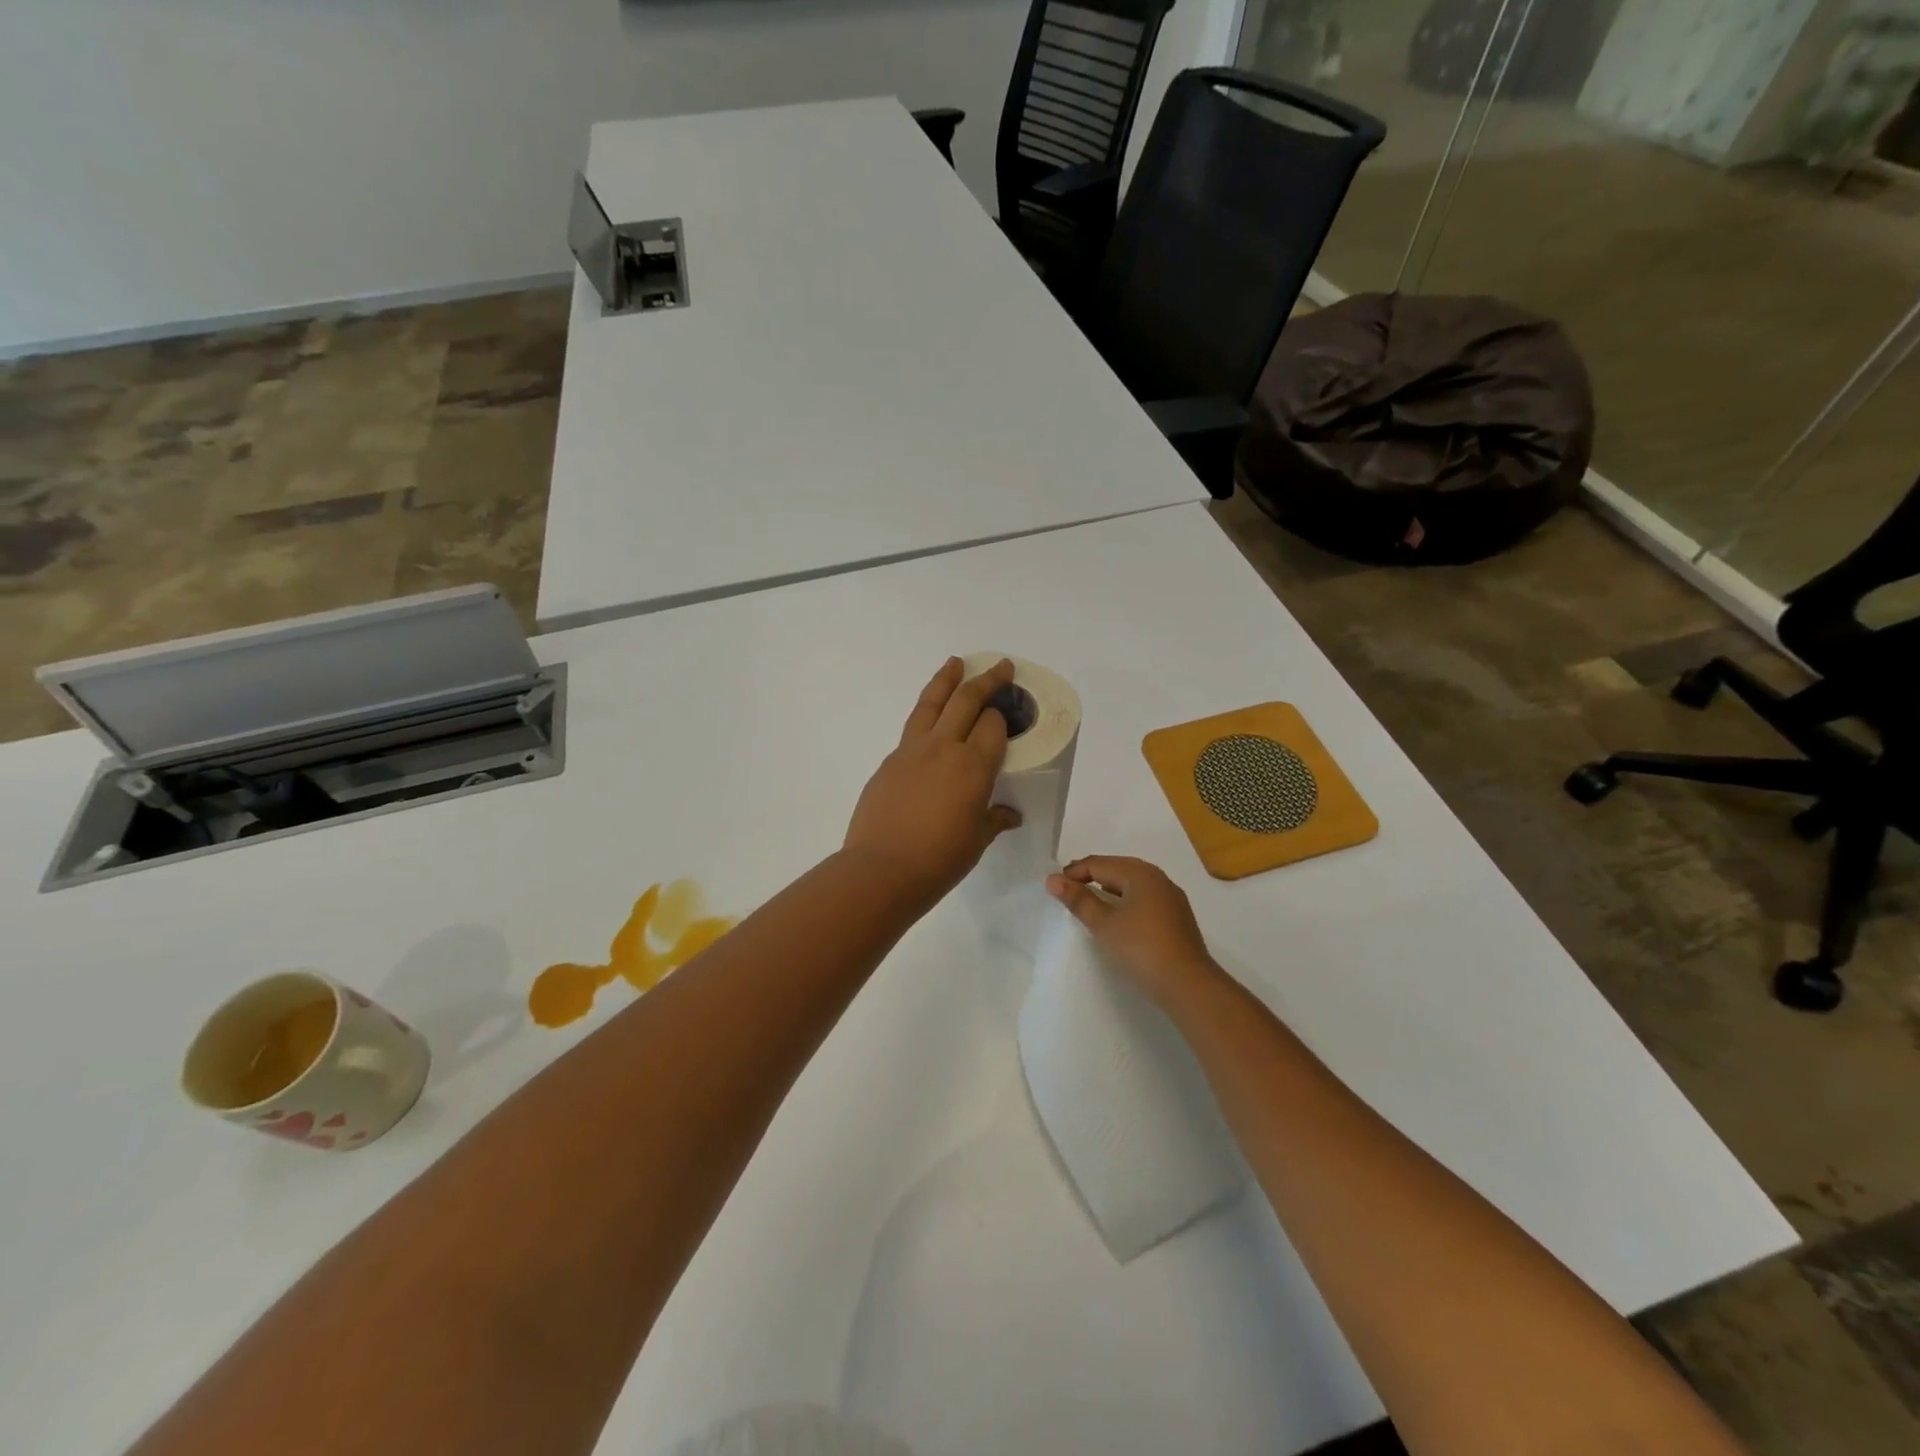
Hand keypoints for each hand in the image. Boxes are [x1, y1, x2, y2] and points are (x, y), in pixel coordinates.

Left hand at [843, 658, 1023, 910]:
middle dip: (986, 680)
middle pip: (966, 700)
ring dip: (946, 679)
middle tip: (1001, 666)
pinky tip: (930, 724)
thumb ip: (994, 820)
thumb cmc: (939, 860)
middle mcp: (943, 748)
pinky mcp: (888, 761)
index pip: (993, 725)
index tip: (1008, 714)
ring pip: (931, 703)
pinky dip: (925, 716)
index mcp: (973, 766)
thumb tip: (1009, 815)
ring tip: (955, 663)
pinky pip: (912, 729)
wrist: (880, 870)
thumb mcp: (976, 841)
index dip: (1002, 716)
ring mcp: (911, 751)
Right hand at [1046, 856, 1225, 1009]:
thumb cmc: (1141, 948)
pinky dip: (1126, 900)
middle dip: (1092, 876)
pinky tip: (1119, 916)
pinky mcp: (1177, 917)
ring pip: (1133, 883)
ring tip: (1090, 901)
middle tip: (1068, 890)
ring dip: (1109, 888)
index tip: (1054, 886)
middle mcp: (1158, 878)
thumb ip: (1079, 900)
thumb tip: (1053, 880)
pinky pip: (1145, 898)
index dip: (1074, 872)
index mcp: (1140, 873)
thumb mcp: (1104, 924)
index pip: (1099, 864)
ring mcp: (1171, 897)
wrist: (1188, 985)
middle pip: (1118, 868)